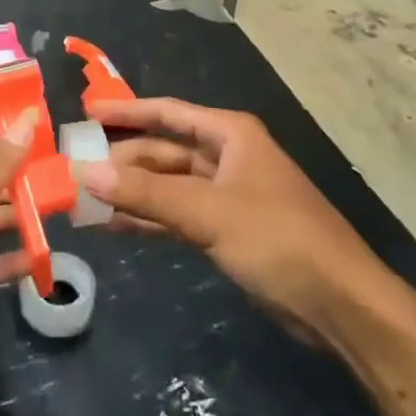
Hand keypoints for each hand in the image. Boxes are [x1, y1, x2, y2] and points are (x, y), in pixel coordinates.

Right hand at [76, 97, 386, 345]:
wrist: (340, 304)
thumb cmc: (278, 239)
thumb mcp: (208, 211)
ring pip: (168, 185)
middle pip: (165, 150)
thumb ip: (146, 192)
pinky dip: (149, 218)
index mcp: (230, 134)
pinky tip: (115, 225)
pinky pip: (178, 214)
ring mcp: (227, 194)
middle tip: (75, 167)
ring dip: (131, 191)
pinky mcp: (227, 230)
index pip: (168, 113)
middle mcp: (227, 156)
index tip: (86, 113)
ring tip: (84, 197)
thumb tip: (85, 172)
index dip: (126, 111)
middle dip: (123, 159)